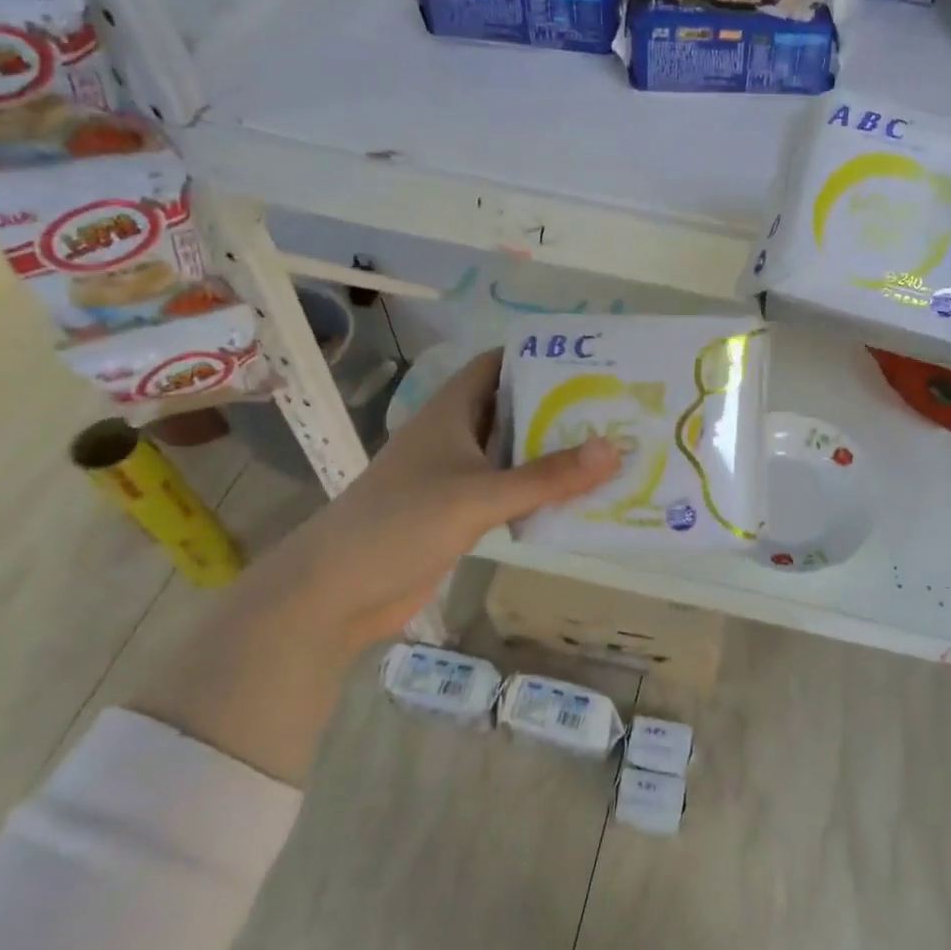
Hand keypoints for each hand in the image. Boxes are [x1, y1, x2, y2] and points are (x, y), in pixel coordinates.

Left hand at [306, 348, 622, 639]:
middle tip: (614, 408)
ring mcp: (455, 477)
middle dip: (557, 408)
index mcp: (450, 413)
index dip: (537, 357)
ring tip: (609, 448)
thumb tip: (614, 449)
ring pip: (513, 454)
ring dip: (552, 453)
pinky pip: (508, 492)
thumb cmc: (401, 524)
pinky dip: (539, 491)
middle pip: (511, 410)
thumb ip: (546, 476)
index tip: (588, 360)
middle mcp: (454, 437)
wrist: (336, 592)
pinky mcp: (458, 514)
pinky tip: (577, 499)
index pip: (495, 366)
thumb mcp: (478, 496)